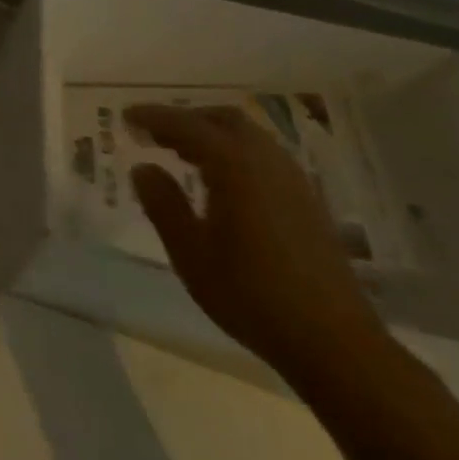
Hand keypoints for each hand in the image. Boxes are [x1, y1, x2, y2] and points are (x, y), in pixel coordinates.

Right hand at [125, 104, 386, 383]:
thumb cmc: (250, 295)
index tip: (125, 116)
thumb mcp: (190, 252)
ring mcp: (294, 183)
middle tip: (153, 133)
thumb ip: (163, 204)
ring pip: (249, 137)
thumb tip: (143, 168)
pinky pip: (264, 158)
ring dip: (212, 135)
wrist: (333, 342)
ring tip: (180, 154)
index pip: (187, 126)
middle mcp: (268, 163)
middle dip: (186, 119)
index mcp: (236, 167)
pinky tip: (219, 182)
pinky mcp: (308, 204)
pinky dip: (234, 153)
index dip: (154, 117)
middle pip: (225, 120)